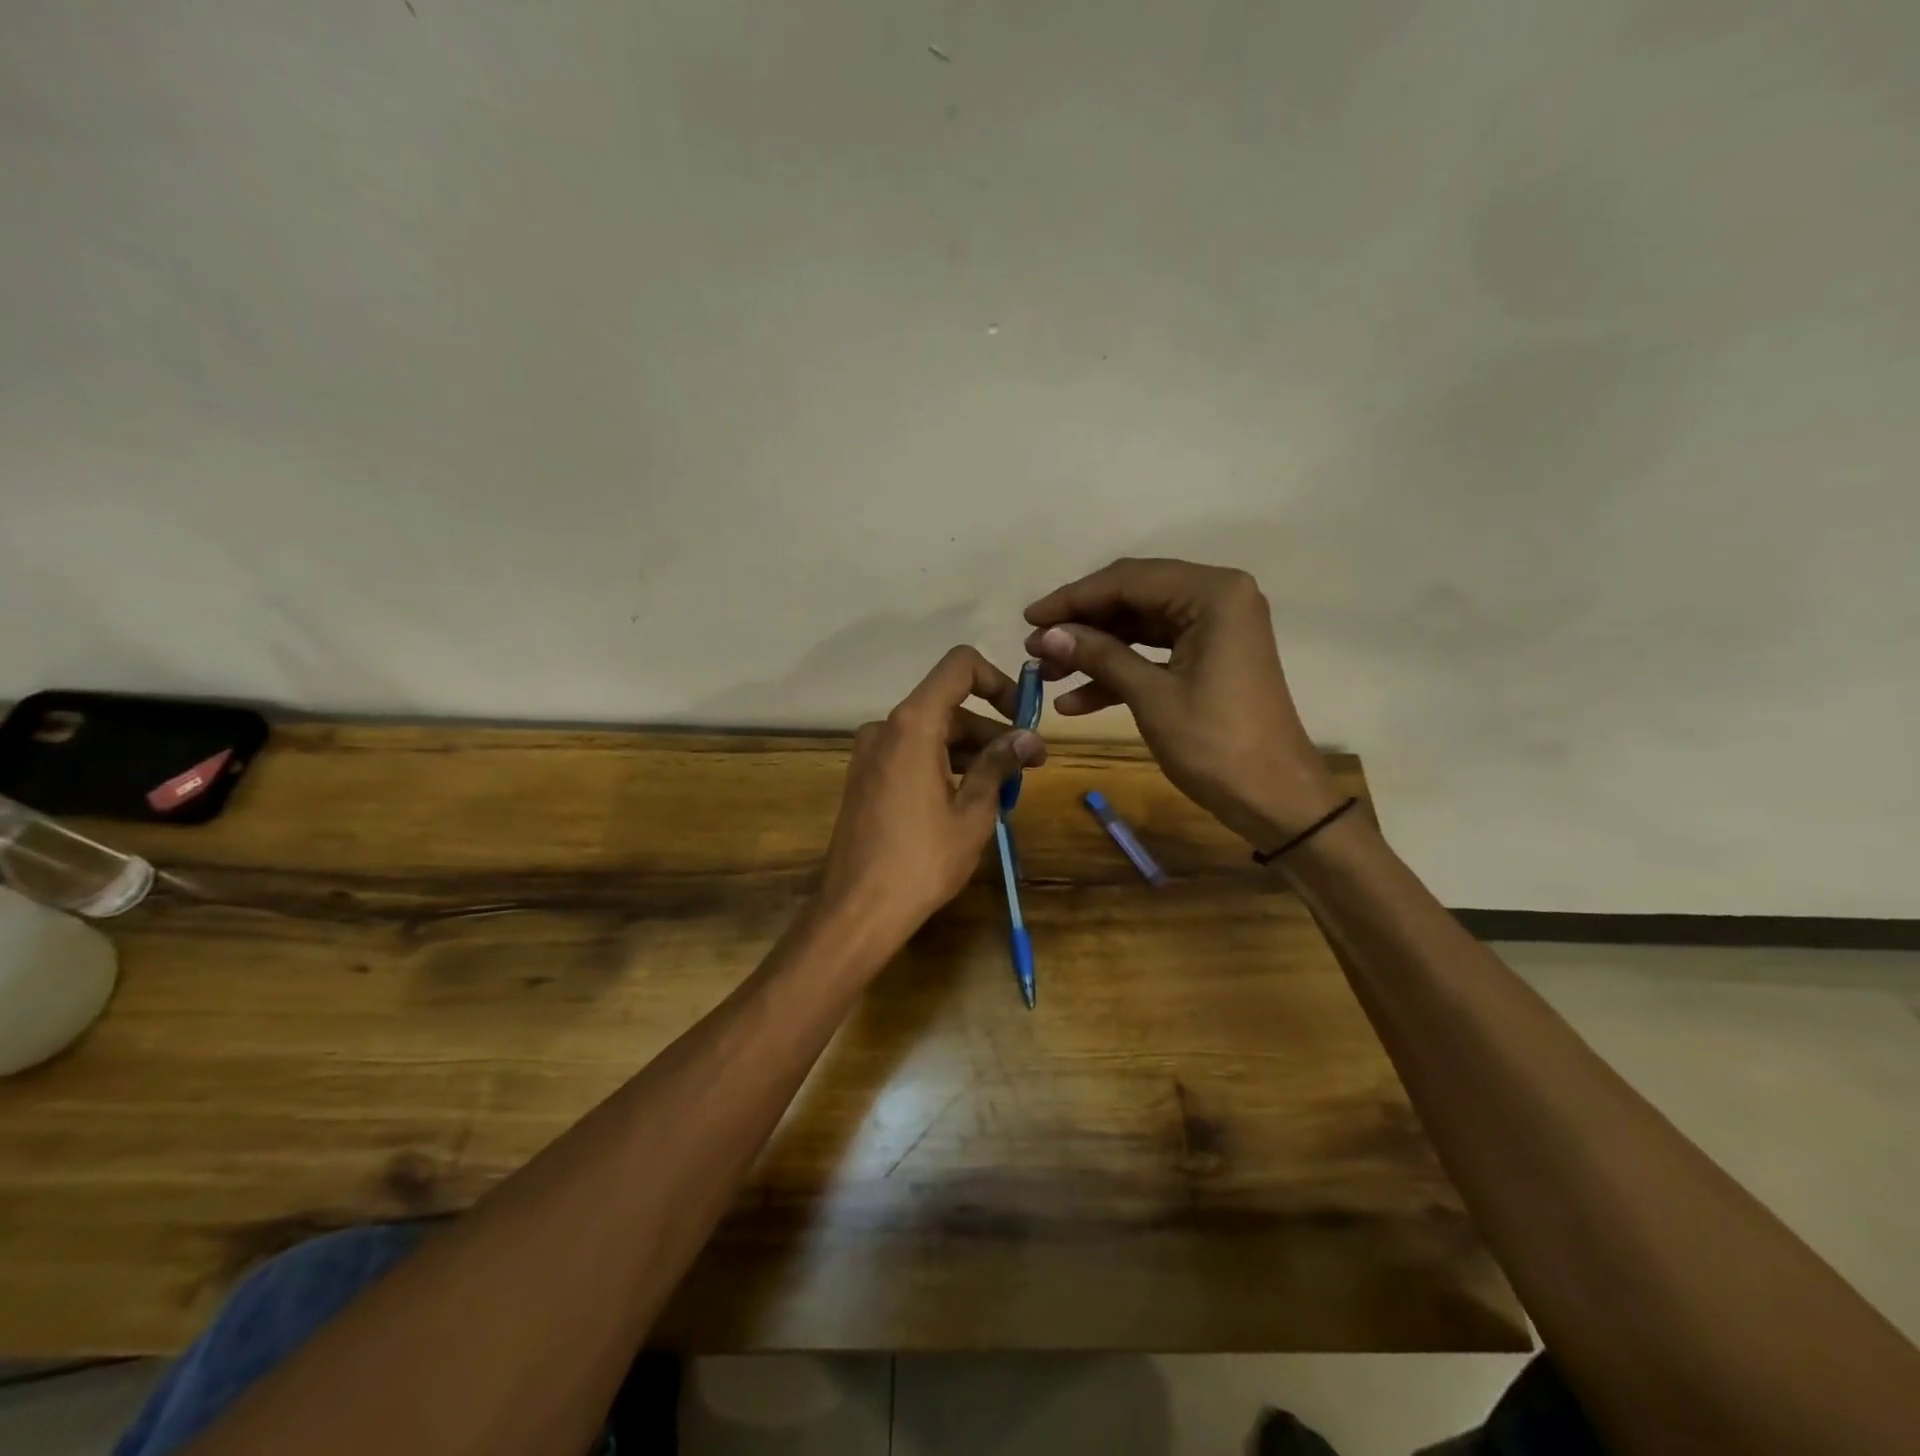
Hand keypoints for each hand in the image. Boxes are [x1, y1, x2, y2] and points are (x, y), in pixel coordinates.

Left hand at [818, 646, 1046, 949]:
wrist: (858, 910)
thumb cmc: (922, 860)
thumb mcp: (972, 812)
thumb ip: (999, 765)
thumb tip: (1028, 738)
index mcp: (912, 725)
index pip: (959, 667)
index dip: (998, 681)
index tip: (1022, 717)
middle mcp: (886, 727)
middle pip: (948, 706)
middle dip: (992, 730)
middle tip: (1030, 764)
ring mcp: (870, 753)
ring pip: (932, 732)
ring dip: (971, 750)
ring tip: (1006, 787)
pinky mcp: (865, 777)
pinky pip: (912, 753)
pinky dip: (944, 763)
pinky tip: (970, 797)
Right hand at [1024, 558, 1339, 849]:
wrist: (1274, 798)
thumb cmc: (1216, 744)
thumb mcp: (1151, 696)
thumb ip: (1100, 656)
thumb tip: (1047, 635)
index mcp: (1212, 594)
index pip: (1128, 580)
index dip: (1073, 599)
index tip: (1028, 619)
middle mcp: (1216, 598)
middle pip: (1132, 599)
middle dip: (1081, 626)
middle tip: (1034, 648)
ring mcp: (1214, 629)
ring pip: (1138, 628)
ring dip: (1094, 651)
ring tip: (1046, 675)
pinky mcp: (1209, 658)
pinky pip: (1154, 654)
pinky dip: (1118, 673)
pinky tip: (1075, 701)